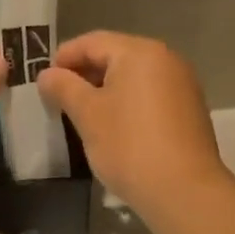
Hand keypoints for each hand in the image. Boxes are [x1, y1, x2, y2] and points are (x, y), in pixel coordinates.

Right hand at [36, 32, 228, 215]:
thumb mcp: (87, 114)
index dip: (64, 57)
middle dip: (85, 73)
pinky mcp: (190, 109)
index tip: (44, 81)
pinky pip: (150, 94)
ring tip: (83, 114)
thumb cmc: (129, 145)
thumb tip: (47, 74)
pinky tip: (115, 126)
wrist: (184, 191)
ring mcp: (182, 84)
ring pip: (134, 77)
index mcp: (140, 52)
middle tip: (60, 98)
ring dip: (106, 89)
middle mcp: (166, 59)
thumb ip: (63, 87)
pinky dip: (128, 102)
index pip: (92, 42)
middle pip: (115, 55)